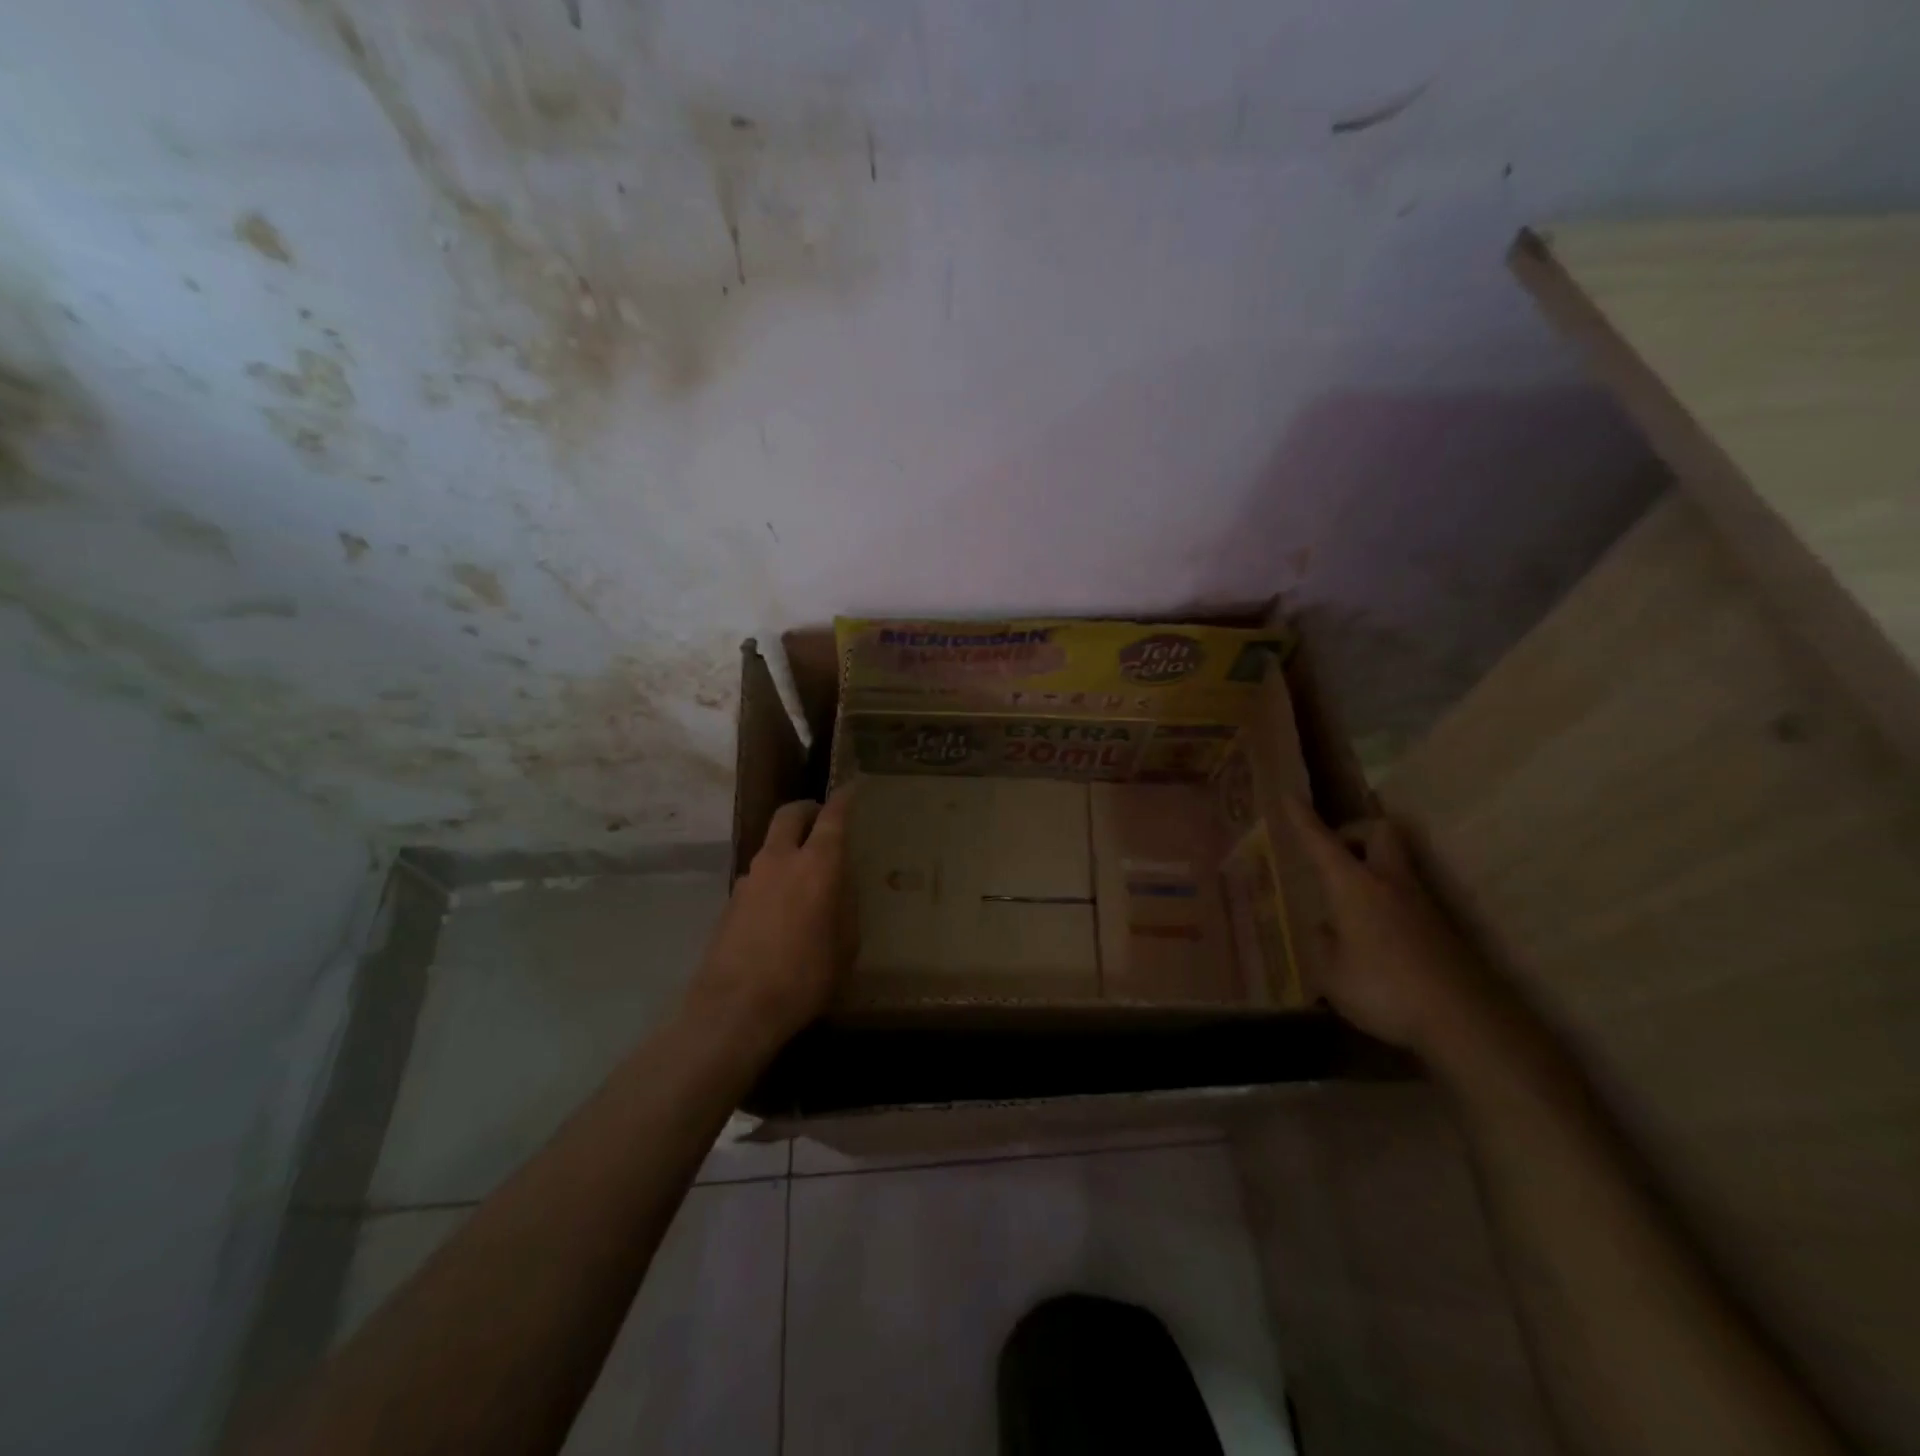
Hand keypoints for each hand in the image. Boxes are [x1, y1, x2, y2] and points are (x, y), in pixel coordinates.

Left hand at [685, 789, 855, 1051]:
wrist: (735, 1007)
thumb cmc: (804, 977)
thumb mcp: (845, 946)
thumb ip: (845, 907)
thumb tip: (841, 888)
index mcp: (817, 865)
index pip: (833, 817)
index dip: (844, 799)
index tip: (853, 788)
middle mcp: (780, 860)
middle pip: (790, 814)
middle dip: (808, 809)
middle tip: (822, 818)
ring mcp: (750, 878)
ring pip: (772, 844)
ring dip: (789, 845)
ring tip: (805, 871)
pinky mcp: (731, 901)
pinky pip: (759, 874)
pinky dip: (774, 875)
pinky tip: (782, 906)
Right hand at [1286, 798, 1495, 1056]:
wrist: (1464, 1020)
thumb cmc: (1383, 988)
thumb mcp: (1331, 973)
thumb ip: (1323, 944)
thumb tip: (1327, 928)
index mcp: (1354, 886)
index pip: (1322, 842)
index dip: (1303, 819)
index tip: (1288, 796)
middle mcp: (1389, 883)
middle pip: (1379, 832)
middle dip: (1355, 832)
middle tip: (1335, 853)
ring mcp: (1421, 904)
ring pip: (1396, 864)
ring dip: (1372, 868)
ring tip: (1348, 901)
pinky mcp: (1441, 928)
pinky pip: (1407, 897)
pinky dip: (1387, 901)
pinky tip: (1374, 936)